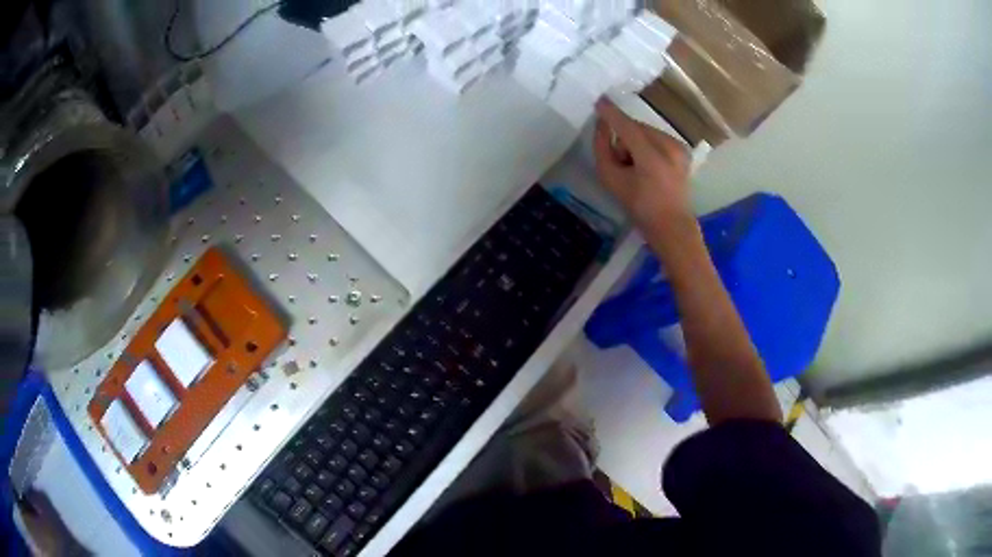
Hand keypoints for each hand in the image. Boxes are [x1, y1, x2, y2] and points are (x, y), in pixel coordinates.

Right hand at [593, 98, 692, 233]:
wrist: (672, 226)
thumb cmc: (639, 207)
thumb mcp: (611, 180)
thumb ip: (602, 148)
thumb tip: (601, 124)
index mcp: (652, 157)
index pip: (627, 127)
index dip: (611, 113)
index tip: (599, 100)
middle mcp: (669, 147)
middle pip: (636, 128)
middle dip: (625, 140)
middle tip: (624, 166)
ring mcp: (679, 147)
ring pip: (646, 132)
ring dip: (636, 144)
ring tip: (638, 169)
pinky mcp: (684, 150)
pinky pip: (658, 139)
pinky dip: (649, 147)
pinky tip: (650, 167)